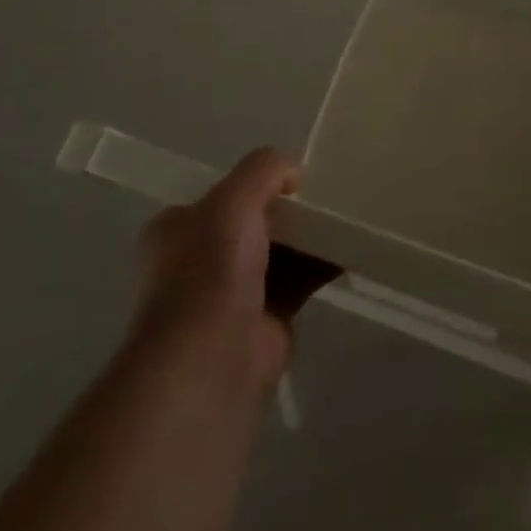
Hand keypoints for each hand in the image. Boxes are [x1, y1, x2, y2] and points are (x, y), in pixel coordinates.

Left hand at [128, 149, 339, 392]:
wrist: (213, 360)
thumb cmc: (211, 269)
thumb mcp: (234, 198)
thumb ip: (264, 170)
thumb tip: (293, 173)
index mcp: (178, 228)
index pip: (220, 195)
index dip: (254, 182)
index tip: (291, 177)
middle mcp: (201, 260)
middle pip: (254, 221)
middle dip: (287, 209)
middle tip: (325, 192)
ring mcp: (234, 292)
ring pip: (280, 250)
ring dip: (310, 235)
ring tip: (347, 212)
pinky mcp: (268, 319)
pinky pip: (301, 279)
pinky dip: (324, 263)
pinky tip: (351, 246)